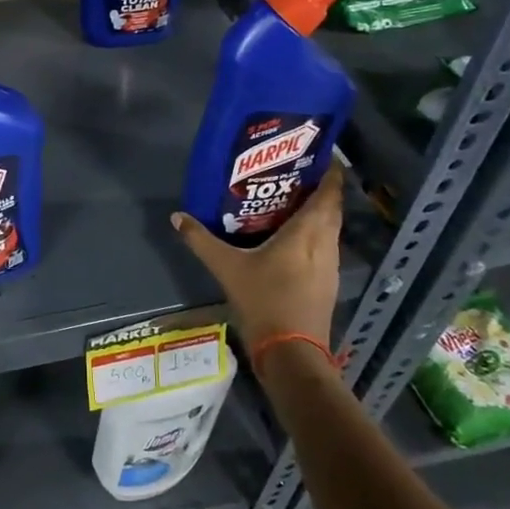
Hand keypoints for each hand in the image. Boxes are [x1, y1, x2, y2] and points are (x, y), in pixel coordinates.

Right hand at [171, 163, 345, 356]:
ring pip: (330, 230)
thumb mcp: (226, 267)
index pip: (328, 194)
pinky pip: (325, 247)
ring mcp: (330, 266)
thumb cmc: (264, 301)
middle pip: (331, 210)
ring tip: (292, 201)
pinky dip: (314, 235)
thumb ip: (201, 240)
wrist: (291, 352)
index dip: (331, 173)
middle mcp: (325, 244)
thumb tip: (177, 216)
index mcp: (307, 233)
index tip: (322, 155)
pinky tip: (292, 239)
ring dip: (318, 213)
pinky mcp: (327, 284)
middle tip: (297, 174)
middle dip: (321, 190)